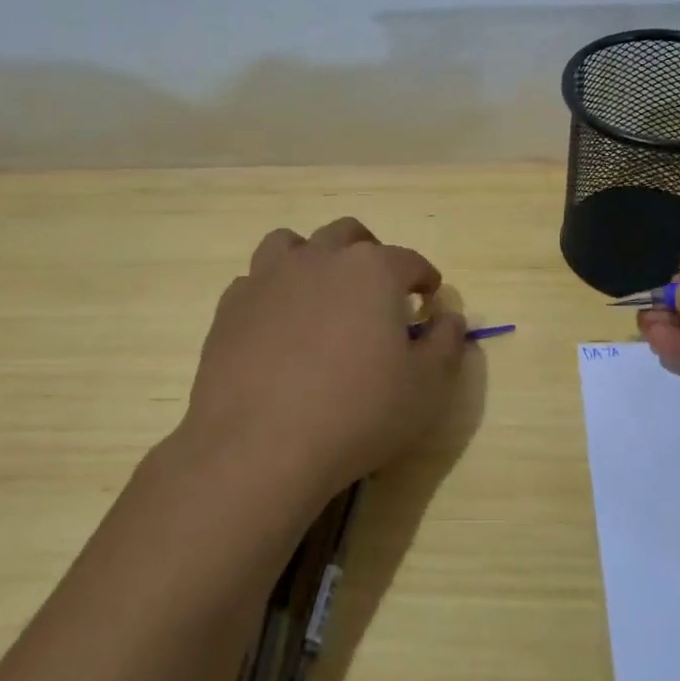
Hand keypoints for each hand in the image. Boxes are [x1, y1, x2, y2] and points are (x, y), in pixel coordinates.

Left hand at [178, 217, 466, 519]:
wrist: (259, 446)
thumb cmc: (357, 413)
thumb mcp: (426, 387)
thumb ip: (446, 343)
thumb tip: (449, 317)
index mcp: (372, 270)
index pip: (409, 260)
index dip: (424, 278)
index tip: (429, 298)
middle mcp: (319, 259)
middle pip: (349, 234)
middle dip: (371, 254)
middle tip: (379, 289)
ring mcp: (268, 278)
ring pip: (293, 244)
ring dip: (314, 258)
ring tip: (322, 292)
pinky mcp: (230, 307)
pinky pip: (256, 281)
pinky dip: (274, 292)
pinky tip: (279, 324)